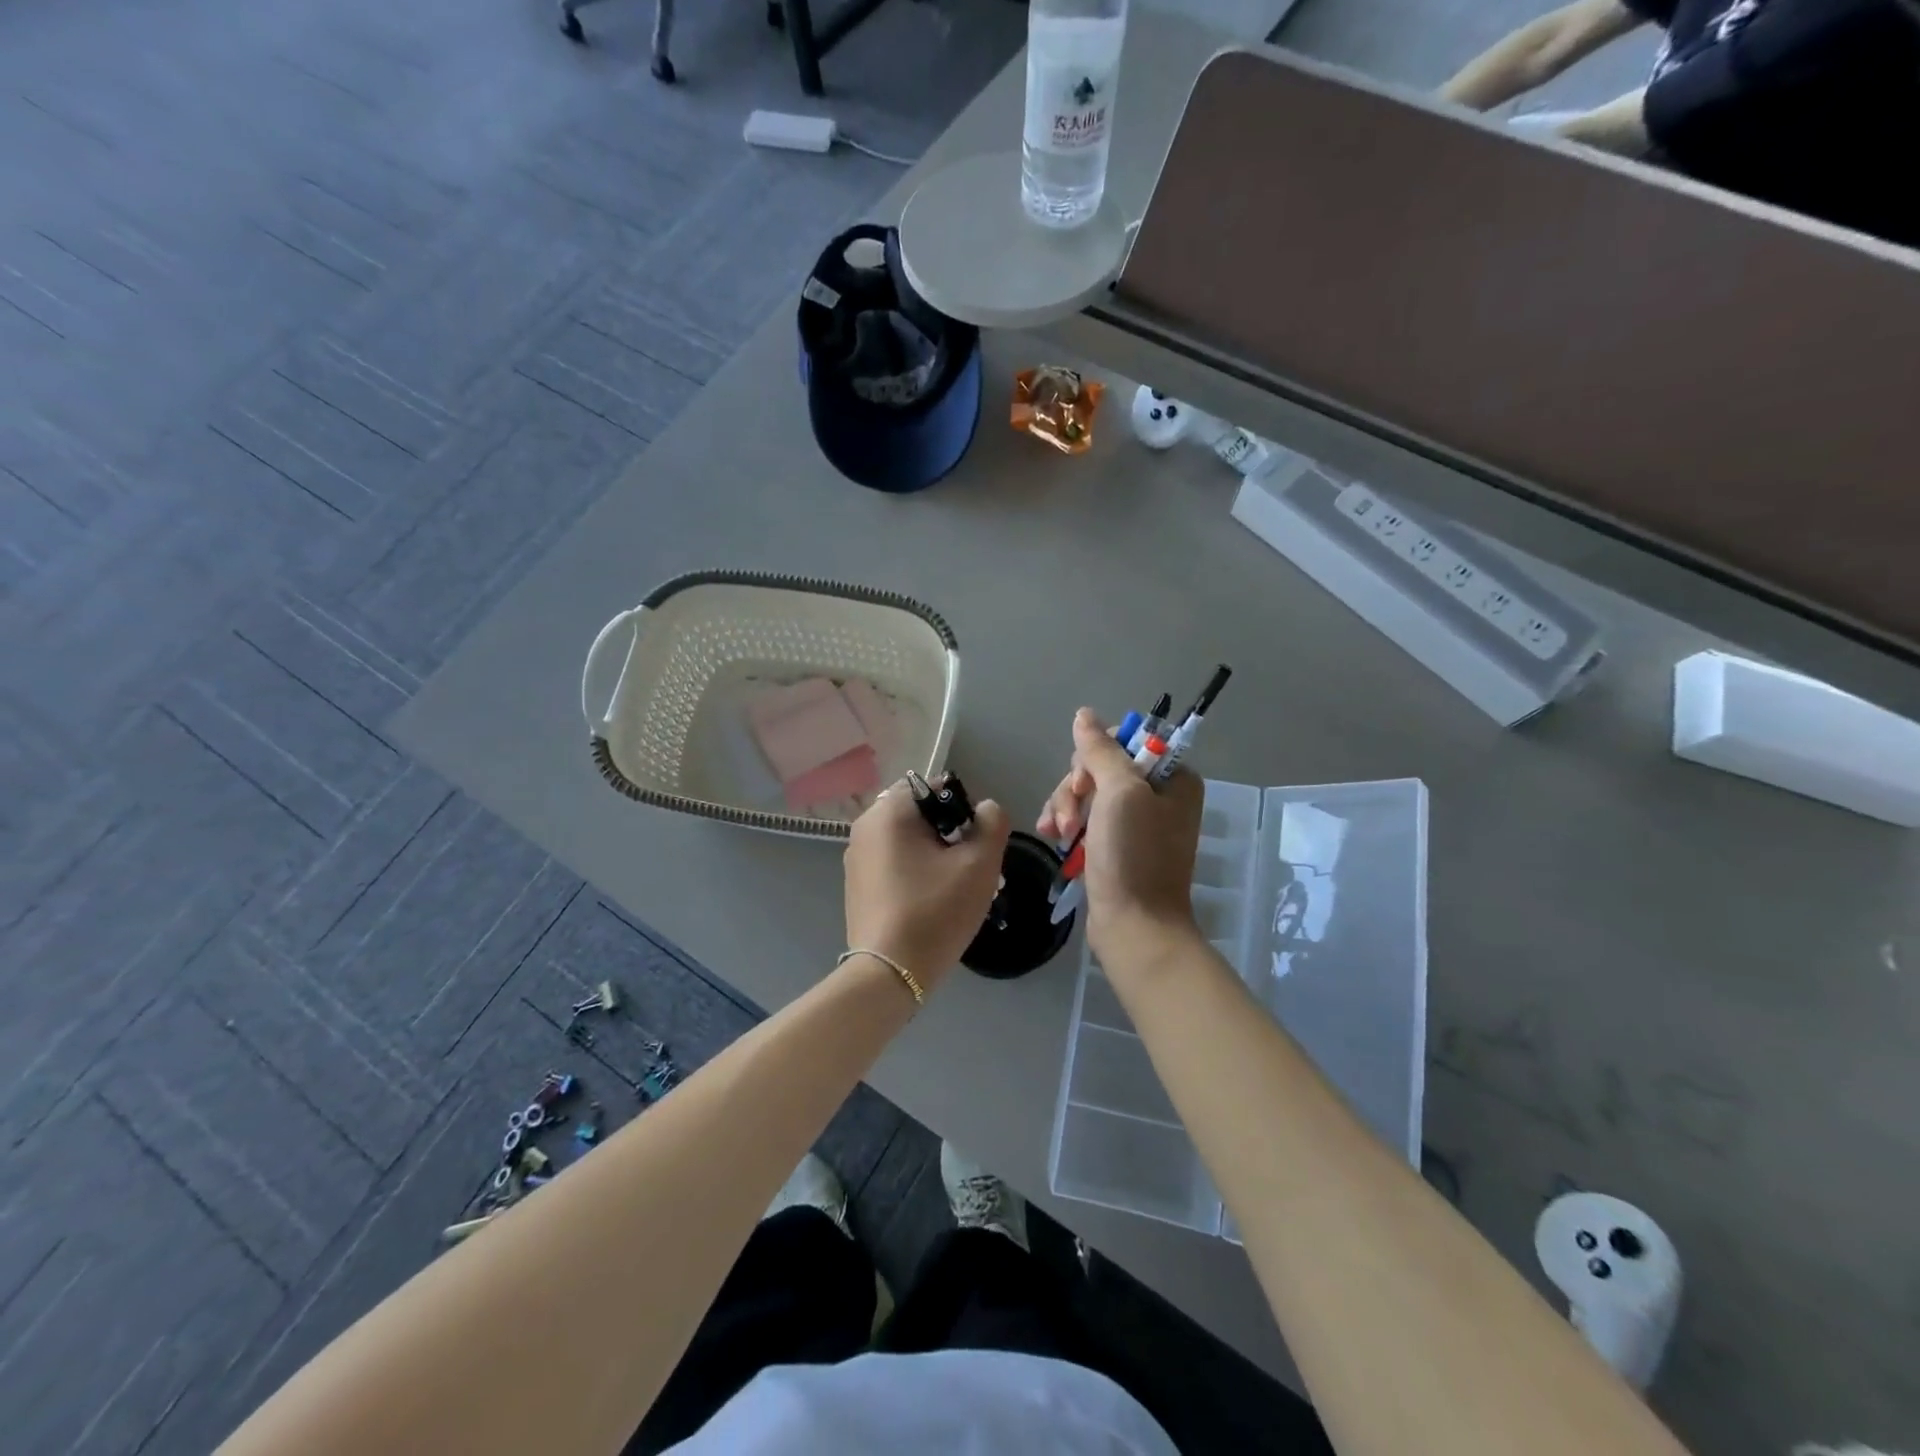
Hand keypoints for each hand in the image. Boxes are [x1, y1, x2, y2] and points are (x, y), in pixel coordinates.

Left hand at [844, 778, 1011, 991]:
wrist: (889, 973)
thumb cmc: (935, 911)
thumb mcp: (979, 864)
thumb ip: (991, 824)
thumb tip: (986, 809)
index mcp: (889, 812)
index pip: (934, 788)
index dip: (963, 809)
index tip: (975, 843)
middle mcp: (864, 827)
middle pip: (920, 815)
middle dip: (950, 835)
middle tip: (971, 868)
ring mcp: (856, 858)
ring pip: (908, 841)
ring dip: (935, 855)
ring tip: (955, 889)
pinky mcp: (857, 885)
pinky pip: (893, 863)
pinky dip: (915, 872)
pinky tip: (931, 902)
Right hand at [1037, 709, 1202, 961]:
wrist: (1134, 927)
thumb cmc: (1134, 856)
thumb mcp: (1120, 793)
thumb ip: (1101, 750)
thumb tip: (1084, 714)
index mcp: (1172, 779)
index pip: (1124, 743)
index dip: (1095, 758)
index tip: (1084, 783)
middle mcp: (1157, 797)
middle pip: (1099, 768)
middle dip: (1076, 789)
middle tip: (1071, 818)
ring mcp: (1134, 823)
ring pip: (1086, 794)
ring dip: (1066, 809)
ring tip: (1058, 835)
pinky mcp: (1114, 846)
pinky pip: (1084, 819)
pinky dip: (1067, 826)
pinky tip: (1053, 839)